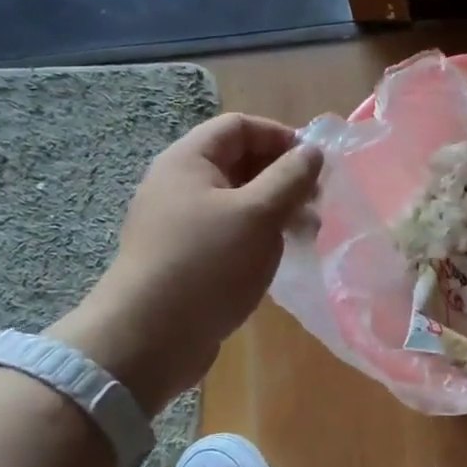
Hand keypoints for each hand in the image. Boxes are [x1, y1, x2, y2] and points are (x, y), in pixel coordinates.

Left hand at [50, 113, 320, 412]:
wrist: (148, 339)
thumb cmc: (207, 264)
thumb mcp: (258, 214)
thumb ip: (290, 177)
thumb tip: (313, 151)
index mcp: (188, 161)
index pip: (239, 127)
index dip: (281, 136)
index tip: (316, 162)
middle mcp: (179, 185)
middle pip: (239, 161)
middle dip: (283, 176)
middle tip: (317, 202)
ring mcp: (180, 224)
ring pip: (238, 200)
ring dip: (277, 208)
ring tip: (308, 233)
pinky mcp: (186, 257)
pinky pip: (230, 232)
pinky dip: (259, 235)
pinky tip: (280, 256)